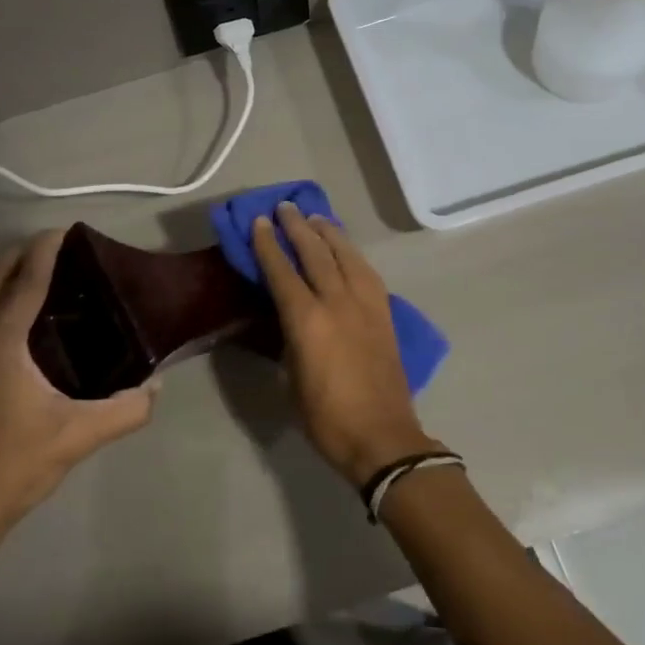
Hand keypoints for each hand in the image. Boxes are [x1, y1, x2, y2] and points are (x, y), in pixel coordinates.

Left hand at [0, 231, 155, 544]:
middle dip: (26, 254)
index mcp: (2, 339)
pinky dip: (7, 299)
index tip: (69, 229)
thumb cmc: (17, 461)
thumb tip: (157, 385)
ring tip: (56, 277)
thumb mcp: (80, 435)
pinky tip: (37, 321)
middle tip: (66, 251)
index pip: (27, 278)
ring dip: (14, 276)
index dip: (47, 249)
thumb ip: (126, 409)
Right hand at [252, 203, 436, 485]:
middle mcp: (337, 302)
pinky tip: (346, 249)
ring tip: (316, 217)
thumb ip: (288, 339)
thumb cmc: (326, 417)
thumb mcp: (292, 379)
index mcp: (307, 321)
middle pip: (316, 253)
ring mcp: (366, 305)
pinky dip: (352, 254)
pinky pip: (367, 272)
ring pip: (346, 255)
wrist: (382, 437)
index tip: (260, 222)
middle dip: (298, 227)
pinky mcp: (384, 313)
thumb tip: (286, 316)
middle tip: (286, 207)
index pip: (282, 271)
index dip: (269, 245)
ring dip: (329, 233)